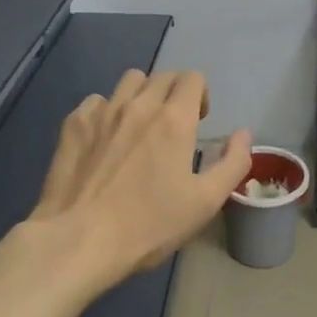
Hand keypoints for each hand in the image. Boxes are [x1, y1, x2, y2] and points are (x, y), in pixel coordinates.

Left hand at [28, 69, 251, 291]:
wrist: (79, 239)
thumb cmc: (149, 224)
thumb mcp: (206, 202)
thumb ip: (233, 163)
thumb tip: (243, 134)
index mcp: (174, 119)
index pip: (192, 78)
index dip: (200, 95)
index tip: (198, 122)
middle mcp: (139, 104)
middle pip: (162, 76)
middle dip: (174, 93)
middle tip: (173, 126)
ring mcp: (102, 111)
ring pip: (129, 81)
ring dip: (142, 95)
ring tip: (139, 126)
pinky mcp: (74, 124)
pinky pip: (97, 101)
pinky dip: (107, 110)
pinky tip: (106, 138)